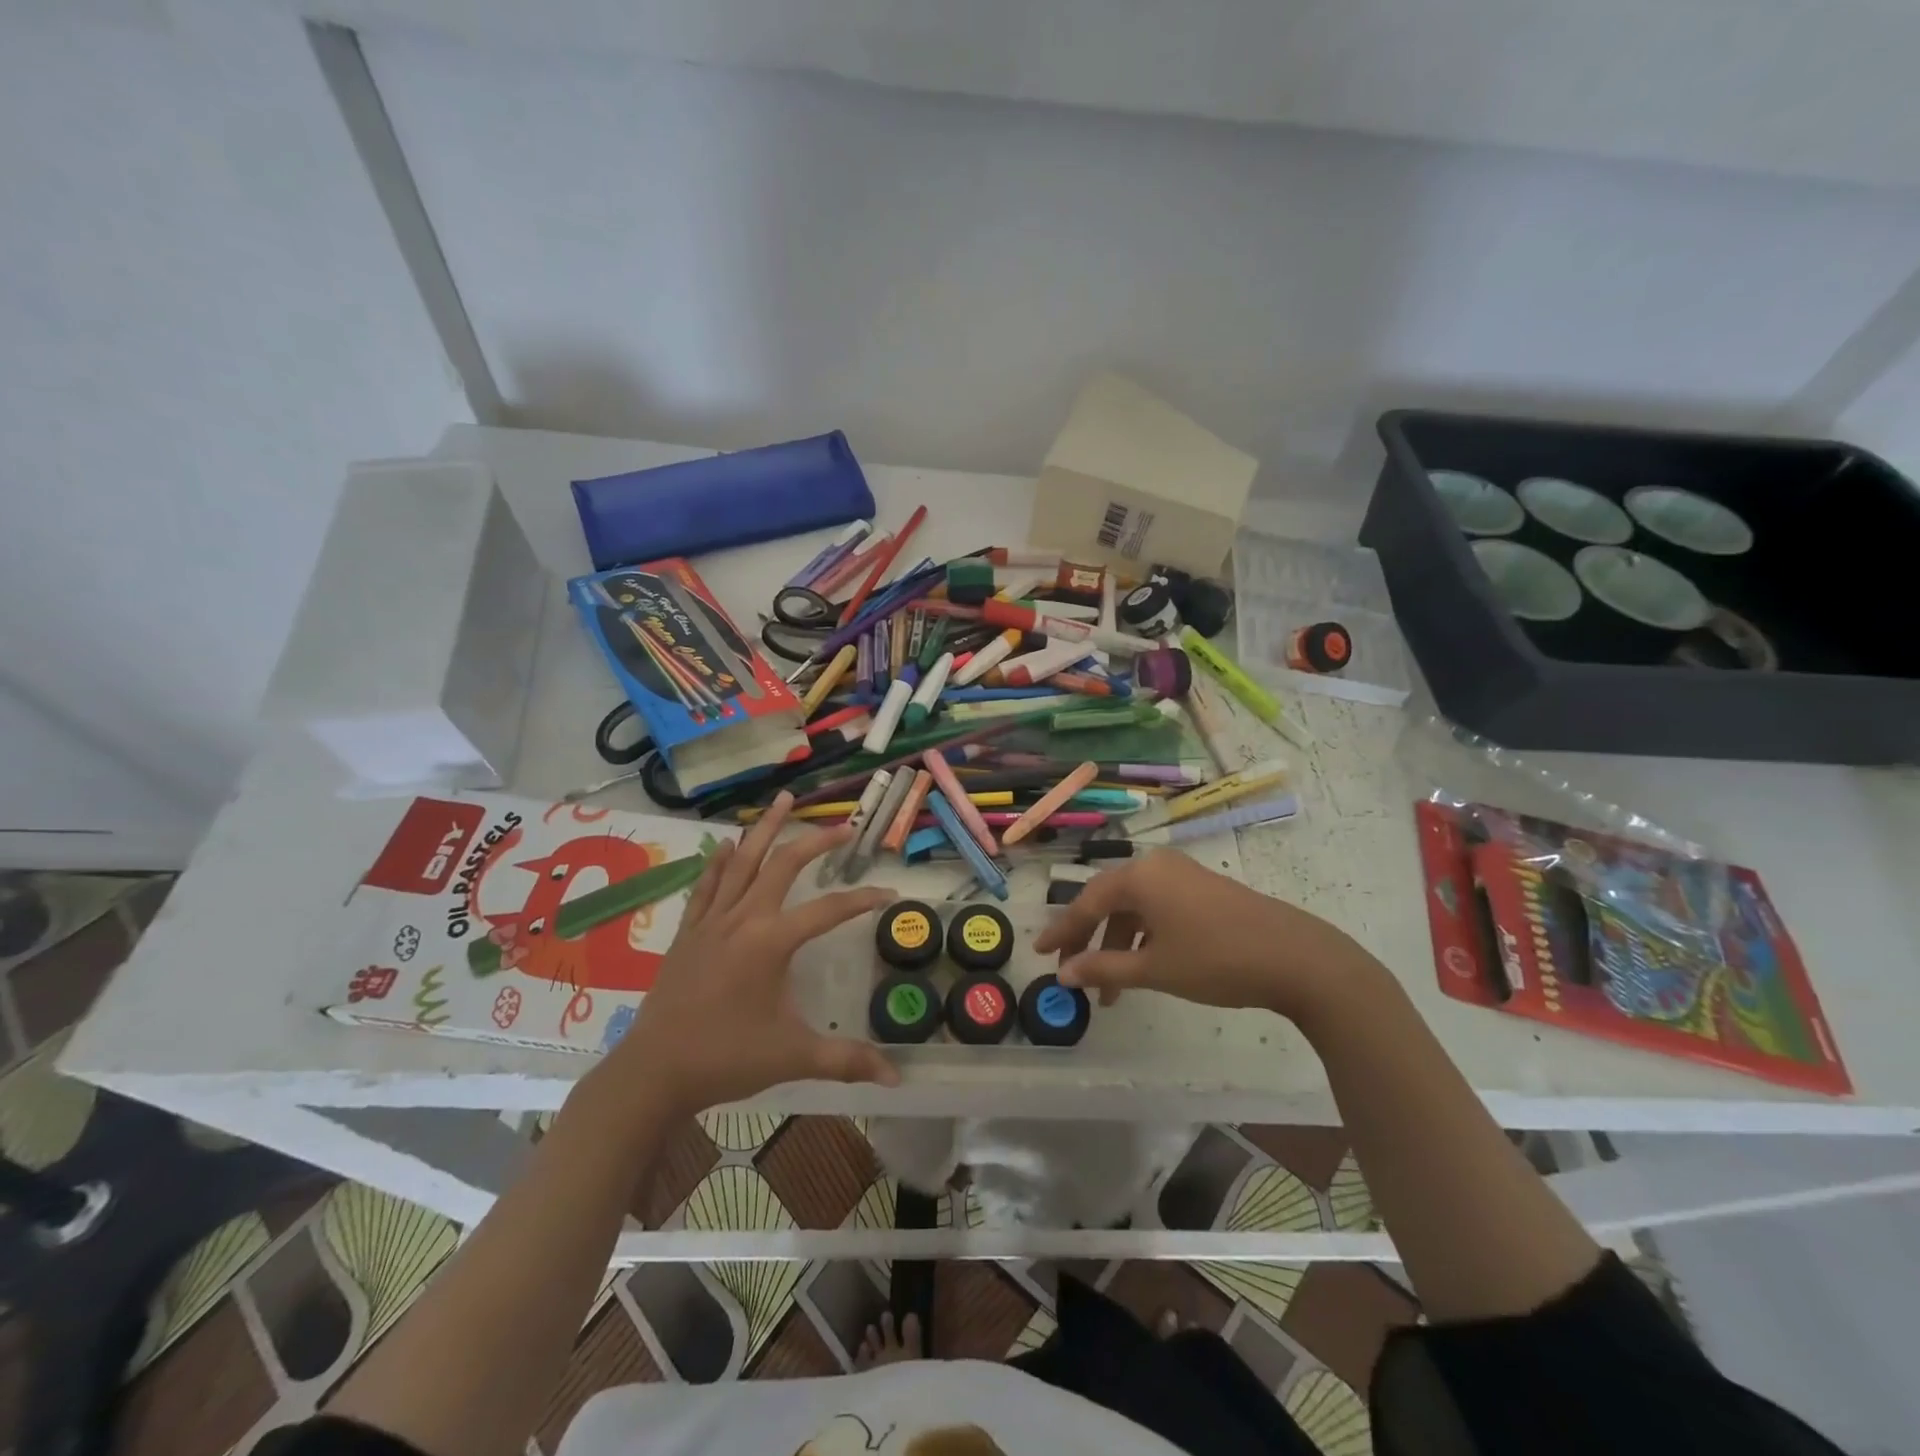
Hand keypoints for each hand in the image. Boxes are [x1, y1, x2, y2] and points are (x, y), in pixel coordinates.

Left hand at [598, 793, 899, 1118]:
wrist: (653, 1072)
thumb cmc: (726, 1059)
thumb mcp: (793, 1057)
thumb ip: (847, 1061)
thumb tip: (897, 1078)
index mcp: (771, 942)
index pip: (830, 910)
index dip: (864, 900)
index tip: (890, 893)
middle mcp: (743, 919)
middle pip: (784, 865)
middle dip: (816, 841)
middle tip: (844, 826)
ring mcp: (711, 921)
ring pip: (744, 862)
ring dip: (766, 829)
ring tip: (782, 800)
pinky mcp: (689, 932)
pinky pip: (707, 885)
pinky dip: (721, 862)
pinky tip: (729, 844)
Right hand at [1031, 848, 1375, 1024]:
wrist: (1297, 958)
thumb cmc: (1216, 960)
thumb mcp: (1154, 968)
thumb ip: (1103, 968)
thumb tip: (1063, 974)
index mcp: (1139, 876)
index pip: (1087, 902)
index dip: (1062, 931)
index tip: (1040, 954)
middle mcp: (1157, 866)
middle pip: (1109, 902)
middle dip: (1088, 941)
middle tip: (1071, 973)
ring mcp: (1183, 876)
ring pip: (1135, 909)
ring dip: (1118, 946)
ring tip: (1110, 992)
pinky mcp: (1204, 890)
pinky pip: (1158, 909)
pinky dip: (1143, 938)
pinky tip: (1142, 968)